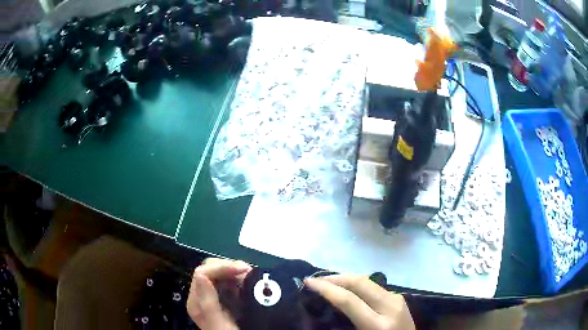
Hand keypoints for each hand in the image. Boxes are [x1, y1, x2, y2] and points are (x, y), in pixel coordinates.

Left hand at [187, 258, 252, 329]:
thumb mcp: (219, 325)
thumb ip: (207, 303)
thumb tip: (201, 274)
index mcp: (197, 301)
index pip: (203, 273)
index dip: (222, 267)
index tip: (244, 270)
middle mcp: (203, 296)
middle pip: (210, 269)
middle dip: (229, 267)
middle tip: (249, 272)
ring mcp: (214, 297)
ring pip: (221, 274)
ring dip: (236, 271)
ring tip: (252, 276)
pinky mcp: (226, 299)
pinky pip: (230, 282)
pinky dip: (240, 279)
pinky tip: (250, 283)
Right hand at [304, 275, 414, 329]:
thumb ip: (345, 323)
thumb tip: (327, 306)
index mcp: (378, 325)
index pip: (348, 300)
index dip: (326, 288)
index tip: (308, 282)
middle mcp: (390, 306)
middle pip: (360, 282)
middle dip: (335, 277)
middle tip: (316, 280)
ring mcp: (397, 299)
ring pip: (368, 280)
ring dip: (346, 278)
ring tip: (329, 283)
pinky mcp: (399, 297)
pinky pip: (374, 286)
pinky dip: (358, 285)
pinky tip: (348, 289)